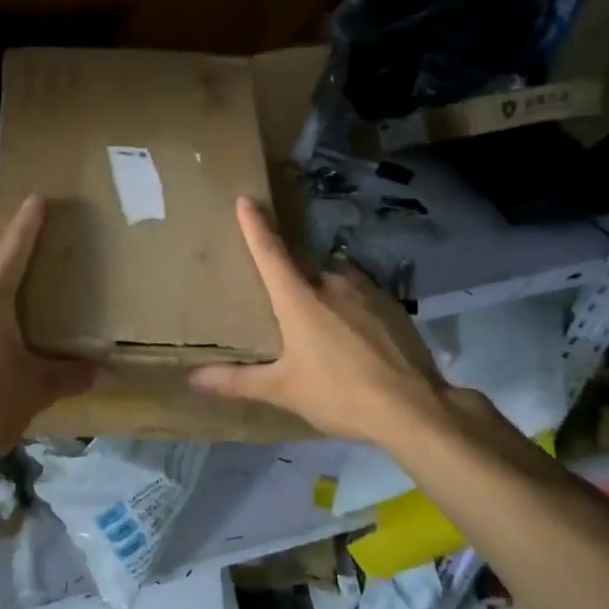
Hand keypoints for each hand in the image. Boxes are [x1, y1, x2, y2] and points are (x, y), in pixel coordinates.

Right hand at [190, 197, 453, 446]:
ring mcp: (367, 291)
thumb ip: (237, 382)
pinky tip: (356, 340)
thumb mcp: (283, 391)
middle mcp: (332, 283)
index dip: (255, 226)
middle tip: (284, 307)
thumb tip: (194, 379)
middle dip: (292, 281)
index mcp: (299, 299)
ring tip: (323, 329)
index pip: (270, 252)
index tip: (246, 200)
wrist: (414, 408)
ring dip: (324, 295)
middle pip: (303, 270)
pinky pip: (362, 296)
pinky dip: (352, 309)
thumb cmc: (339, 394)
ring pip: (335, 281)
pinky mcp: (393, 306)